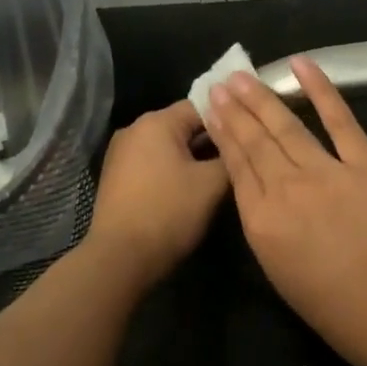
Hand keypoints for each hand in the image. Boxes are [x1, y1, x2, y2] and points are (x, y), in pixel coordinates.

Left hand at [85, 100, 229, 286]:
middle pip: (184, 125)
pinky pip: (154, 163)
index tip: (249, 134)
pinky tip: (192, 189)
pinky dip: (174, 170)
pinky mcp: (117, 177)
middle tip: (239, 157)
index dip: (228, 120)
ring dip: (193, 158)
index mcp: (156, 122)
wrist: (120, 258)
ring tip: (220, 175)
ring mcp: (121, 153)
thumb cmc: (168, 212)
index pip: (201, 106)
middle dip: (211, 141)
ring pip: (169, 146)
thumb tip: (239, 147)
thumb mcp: (211, 185)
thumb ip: (230, 157)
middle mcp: (135, 129)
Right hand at [205, 58, 366, 365]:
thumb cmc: (336, 310)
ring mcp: (327, 172)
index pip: (237, 167)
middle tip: (222, 84)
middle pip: (255, 141)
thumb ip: (267, 228)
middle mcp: (286, 189)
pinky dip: (320, 89)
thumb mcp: (280, 273)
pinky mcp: (366, 164)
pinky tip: (301, 65)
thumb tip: (262, 194)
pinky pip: (339, 119)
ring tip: (244, 77)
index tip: (213, 110)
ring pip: (287, 127)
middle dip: (236, 110)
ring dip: (263, 98)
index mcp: (261, 222)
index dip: (224, 135)